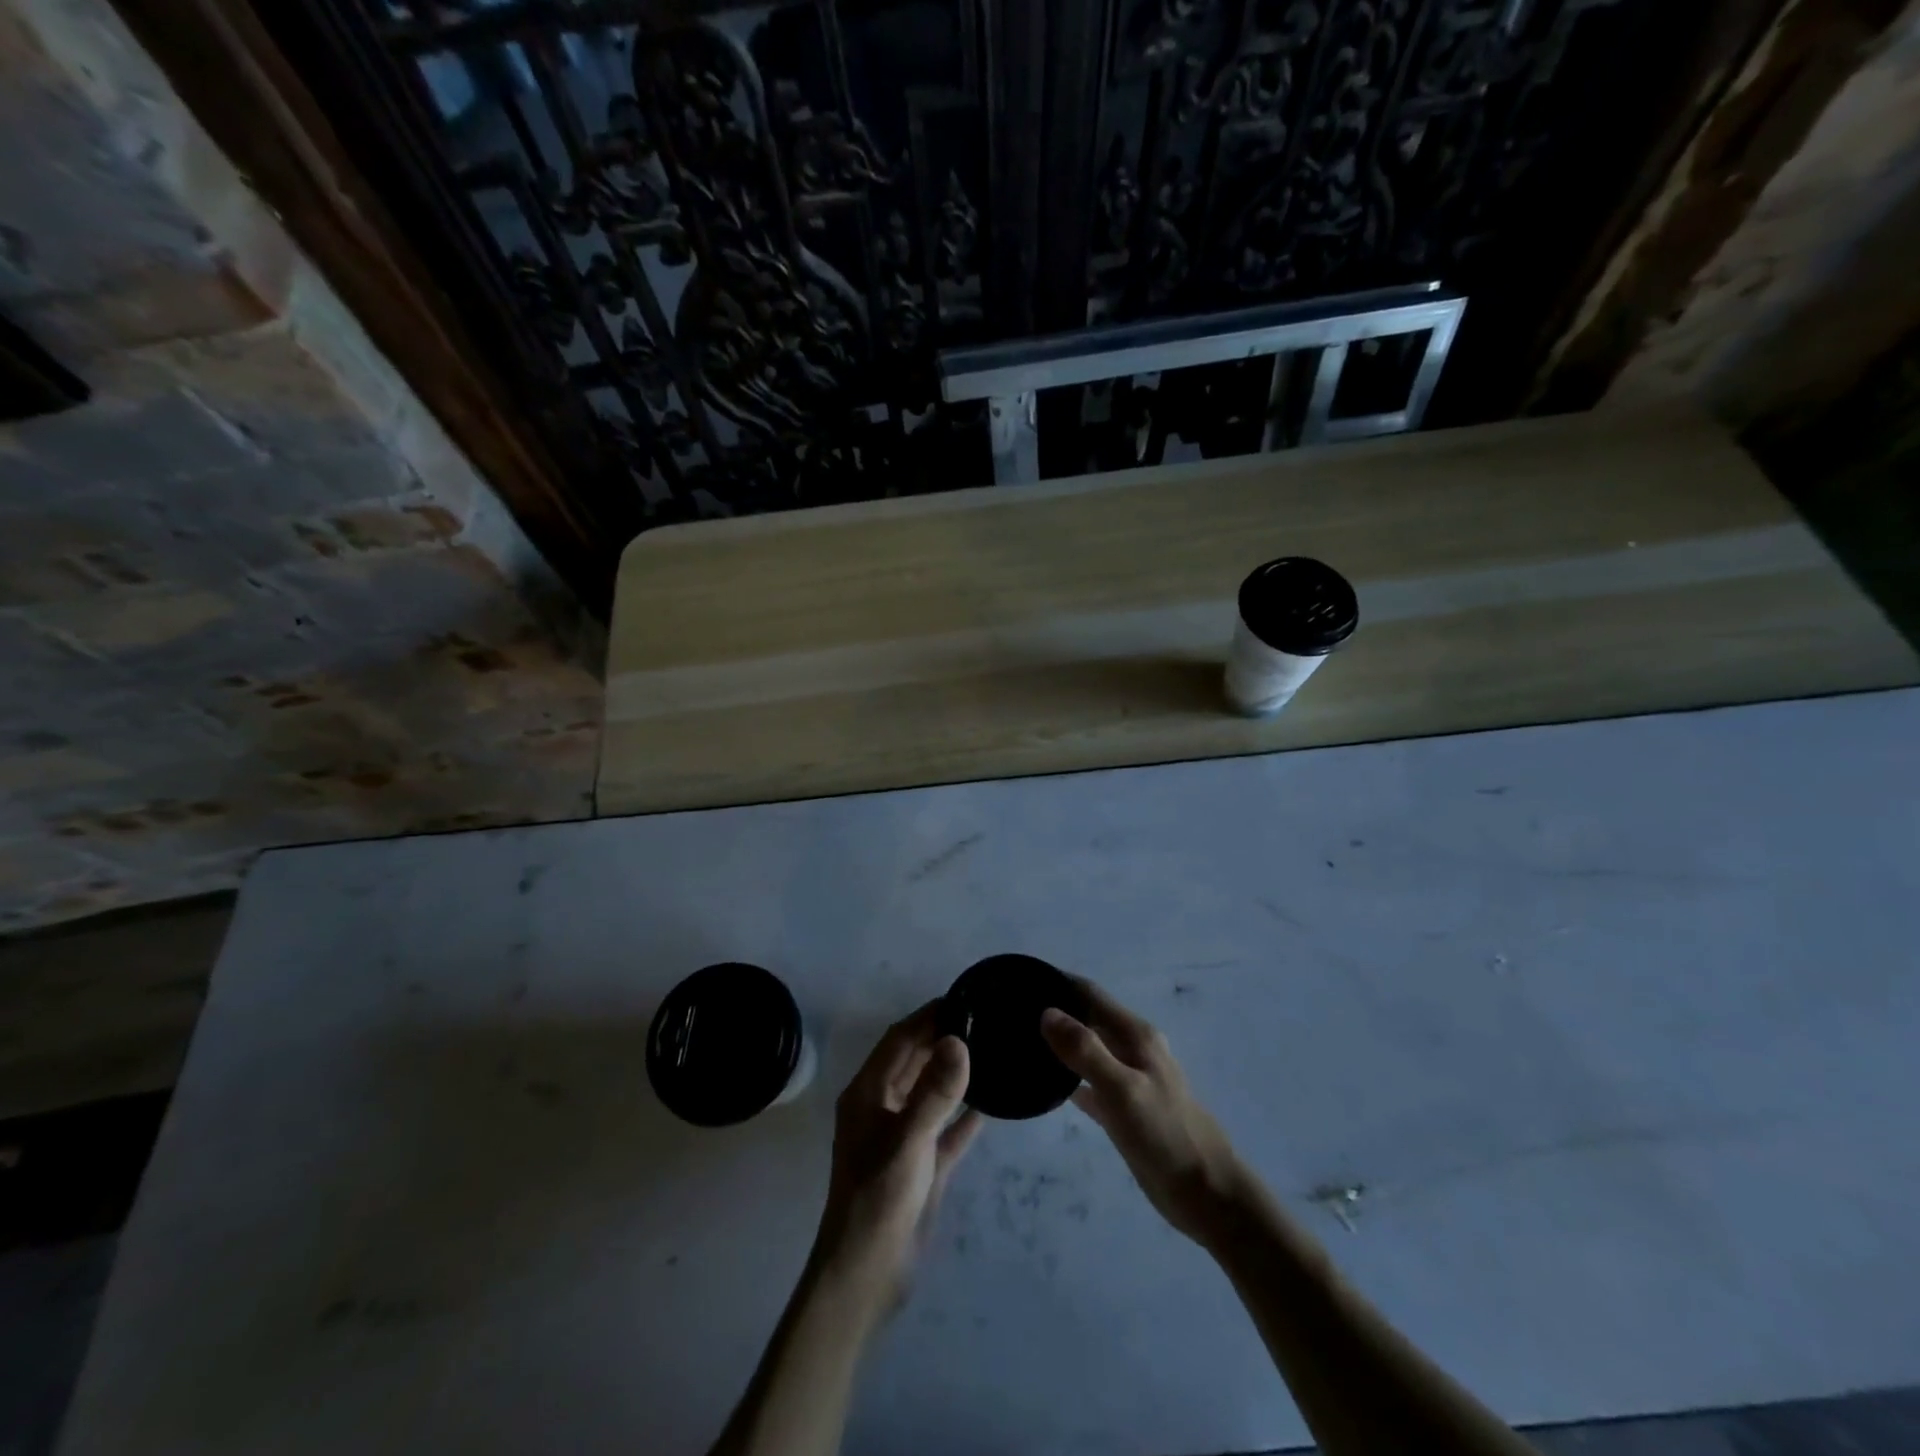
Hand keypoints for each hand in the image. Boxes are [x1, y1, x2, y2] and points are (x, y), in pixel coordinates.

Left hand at [811, 1002, 983, 1306]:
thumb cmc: (878, 1199)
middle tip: (983, 1019)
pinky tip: (991, 1102)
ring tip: (990, 1049)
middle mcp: (882, 1108)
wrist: (865, 1277)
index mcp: (867, 1094)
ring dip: (954, 1072)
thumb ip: (935, 1092)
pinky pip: (946, 1128)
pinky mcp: (921, 1165)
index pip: (899, 1040)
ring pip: (930, 1092)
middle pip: (914, 1061)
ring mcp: (902, 1137)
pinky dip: (964, 1114)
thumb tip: (959, 1041)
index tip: (961, 998)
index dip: (926, 1017)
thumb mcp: (908, 1141)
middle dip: (941, 1038)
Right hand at [1041, 980, 1245, 1242]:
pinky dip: (1069, 1077)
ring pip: (1089, 1049)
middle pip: (1089, 1018)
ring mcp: (1130, 1079)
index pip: (1090, 994)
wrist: (1208, 1195)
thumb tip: (1047, 1013)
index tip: (1020, 980)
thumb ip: (1086, 1051)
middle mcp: (1133, 1049)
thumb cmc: (1166, 1136)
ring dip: (1060, 1043)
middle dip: (1055, 1011)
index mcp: (1136, 1035)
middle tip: (1012, 1014)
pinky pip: (1090, 1083)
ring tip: (1021, 1043)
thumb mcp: (1122, 1090)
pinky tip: (1043, 1085)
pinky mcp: (1126, 1109)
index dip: (1058, 983)